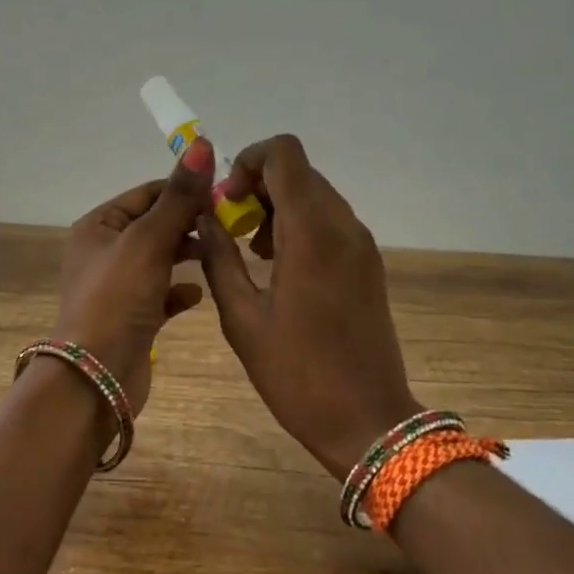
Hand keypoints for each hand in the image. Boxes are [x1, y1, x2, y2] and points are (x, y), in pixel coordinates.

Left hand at [52, 138, 213, 417]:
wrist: (96, 377)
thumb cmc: (117, 298)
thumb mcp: (149, 240)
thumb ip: (178, 196)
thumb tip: (201, 144)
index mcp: (99, 226)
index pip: (147, 193)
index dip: (184, 190)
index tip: (224, 194)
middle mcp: (104, 252)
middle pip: (155, 225)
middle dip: (189, 223)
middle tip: (230, 224)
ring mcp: (118, 287)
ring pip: (160, 259)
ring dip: (187, 255)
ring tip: (220, 253)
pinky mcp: (132, 317)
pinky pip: (161, 294)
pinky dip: (180, 291)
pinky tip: (199, 294)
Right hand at [196, 134, 418, 478]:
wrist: (368, 420)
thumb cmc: (297, 374)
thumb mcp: (243, 319)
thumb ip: (219, 259)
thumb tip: (205, 218)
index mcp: (312, 232)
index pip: (284, 153)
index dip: (248, 161)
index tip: (228, 203)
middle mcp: (343, 225)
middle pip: (299, 172)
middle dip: (259, 186)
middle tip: (231, 230)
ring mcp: (361, 244)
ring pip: (316, 195)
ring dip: (279, 208)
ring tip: (251, 253)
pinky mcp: (368, 263)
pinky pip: (331, 222)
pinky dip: (300, 227)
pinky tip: (279, 268)